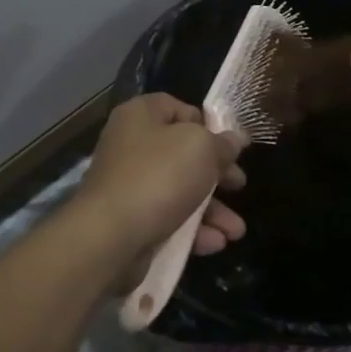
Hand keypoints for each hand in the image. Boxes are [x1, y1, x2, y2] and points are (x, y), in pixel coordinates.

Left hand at [75, 94, 247, 263]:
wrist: (110, 236)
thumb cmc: (159, 176)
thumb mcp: (201, 148)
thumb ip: (222, 143)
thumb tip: (235, 140)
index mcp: (141, 116)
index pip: (178, 108)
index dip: (207, 124)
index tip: (231, 145)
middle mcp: (132, 146)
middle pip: (183, 153)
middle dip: (217, 174)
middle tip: (239, 185)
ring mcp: (129, 185)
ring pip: (180, 191)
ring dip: (213, 210)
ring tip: (236, 231)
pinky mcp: (131, 220)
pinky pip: (168, 219)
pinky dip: (193, 230)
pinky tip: (216, 243)